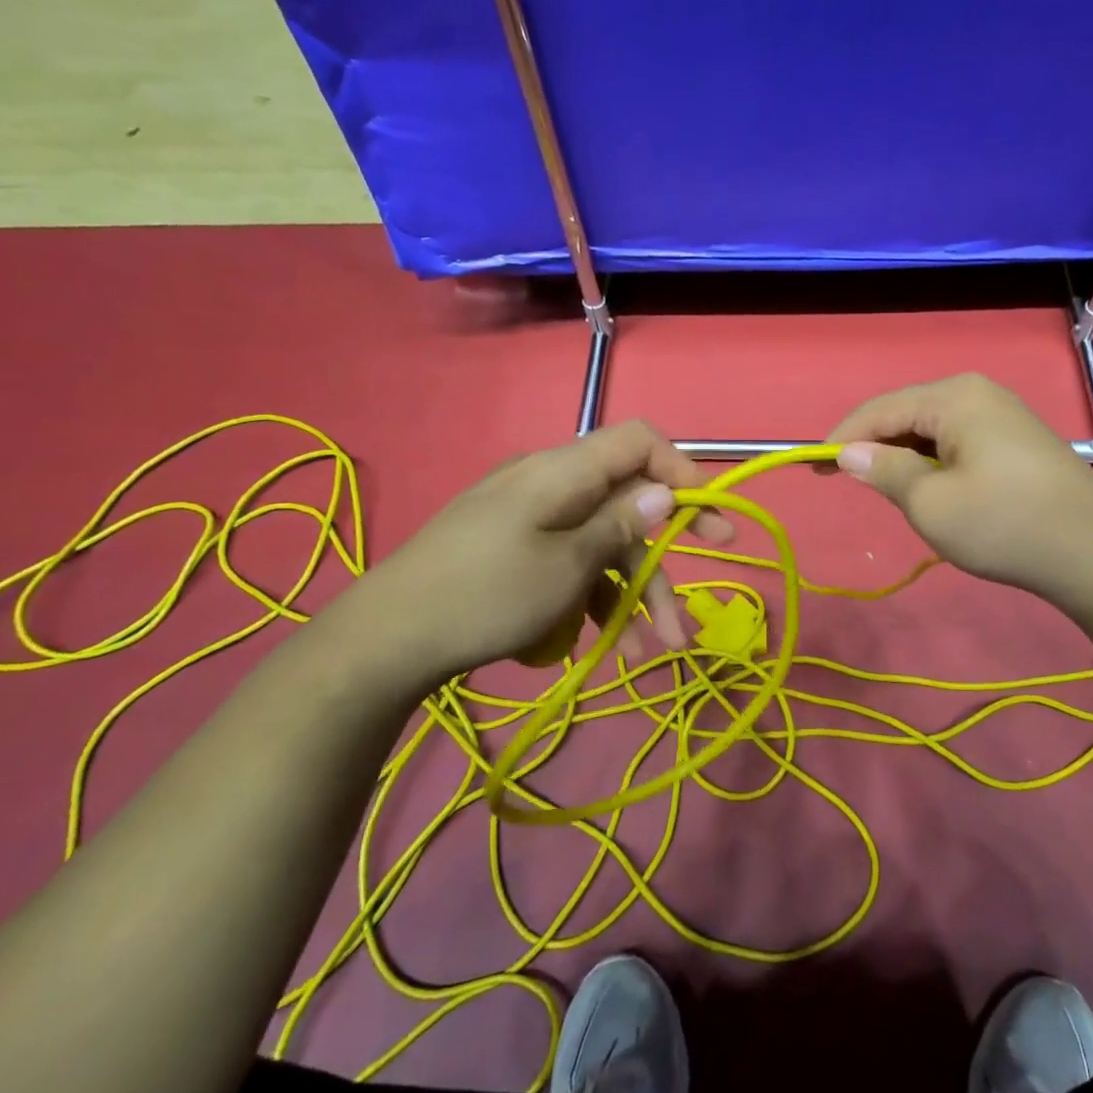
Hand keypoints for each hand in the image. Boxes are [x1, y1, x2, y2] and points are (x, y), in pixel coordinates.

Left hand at [324, 421, 732, 691]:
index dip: (681, 471)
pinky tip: (600, 642)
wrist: (384, 641)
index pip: (638, 442)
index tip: (708, 518)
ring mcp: (529, 518)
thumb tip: (665, 490)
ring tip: (651, 650)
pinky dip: (592, 596)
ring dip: (630, 593)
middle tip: (692, 603)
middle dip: (661, 562)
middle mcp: (549, 484)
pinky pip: (569, 560)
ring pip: (600, 544)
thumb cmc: (486, 595)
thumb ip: (621, 524)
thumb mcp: (567, 564)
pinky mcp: (514, 549)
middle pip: (625, 507)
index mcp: (562, 471)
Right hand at [827, 374, 1092, 616]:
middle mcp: (977, 392)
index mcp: (954, 397)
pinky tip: (929, 487)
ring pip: (931, 428)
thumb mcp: (931, 503)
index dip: (842, 438)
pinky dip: (932, 461)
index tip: (812, 468)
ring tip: (887, 490)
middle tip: (846, 482)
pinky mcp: (1016, 438)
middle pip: (906, 413)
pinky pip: (957, 440)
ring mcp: (1001, 413)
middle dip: (873, 446)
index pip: (879, 410)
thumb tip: (850, 453)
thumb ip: (885, 471)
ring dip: (903, 455)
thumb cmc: (1004, 525)